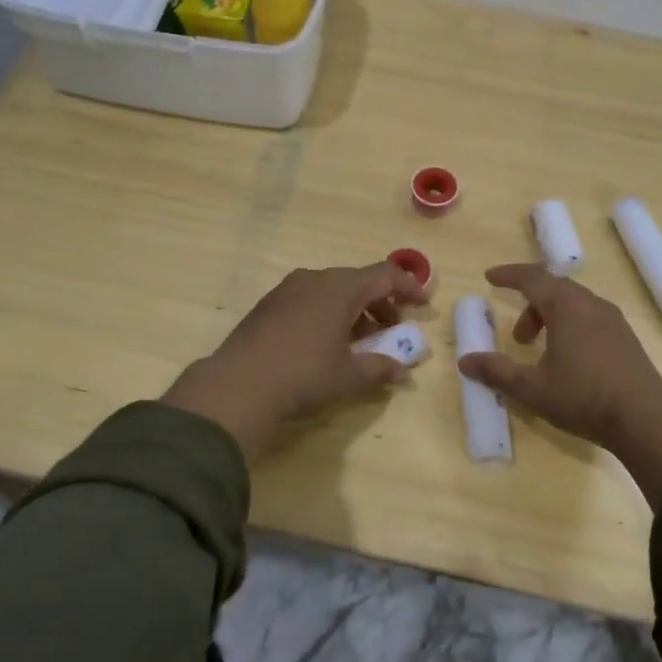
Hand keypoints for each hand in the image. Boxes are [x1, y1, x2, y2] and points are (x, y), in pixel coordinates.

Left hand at [161, 261, 427, 460]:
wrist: (238, 386)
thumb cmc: (304, 376)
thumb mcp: (349, 376)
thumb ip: (381, 369)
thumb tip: (405, 373)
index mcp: (340, 288)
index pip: (384, 275)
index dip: (408, 287)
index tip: (423, 305)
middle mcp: (314, 279)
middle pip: (357, 281)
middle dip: (380, 303)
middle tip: (393, 328)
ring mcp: (287, 290)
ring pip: (331, 290)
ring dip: (353, 310)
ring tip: (360, 341)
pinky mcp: (268, 305)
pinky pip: (309, 299)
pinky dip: (327, 313)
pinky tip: (325, 342)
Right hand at [459, 264, 661, 506]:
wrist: (645, 419)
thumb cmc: (583, 398)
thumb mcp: (532, 388)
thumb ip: (497, 371)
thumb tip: (465, 361)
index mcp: (567, 307)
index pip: (532, 278)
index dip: (509, 276)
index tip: (490, 278)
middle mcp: (591, 304)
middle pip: (554, 288)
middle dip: (529, 303)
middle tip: (517, 335)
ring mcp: (613, 320)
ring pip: (574, 303)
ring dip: (550, 317)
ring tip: (541, 351)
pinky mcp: (626, 337)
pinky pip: (590, 316)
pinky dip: (570, 324)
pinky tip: (568, 357)